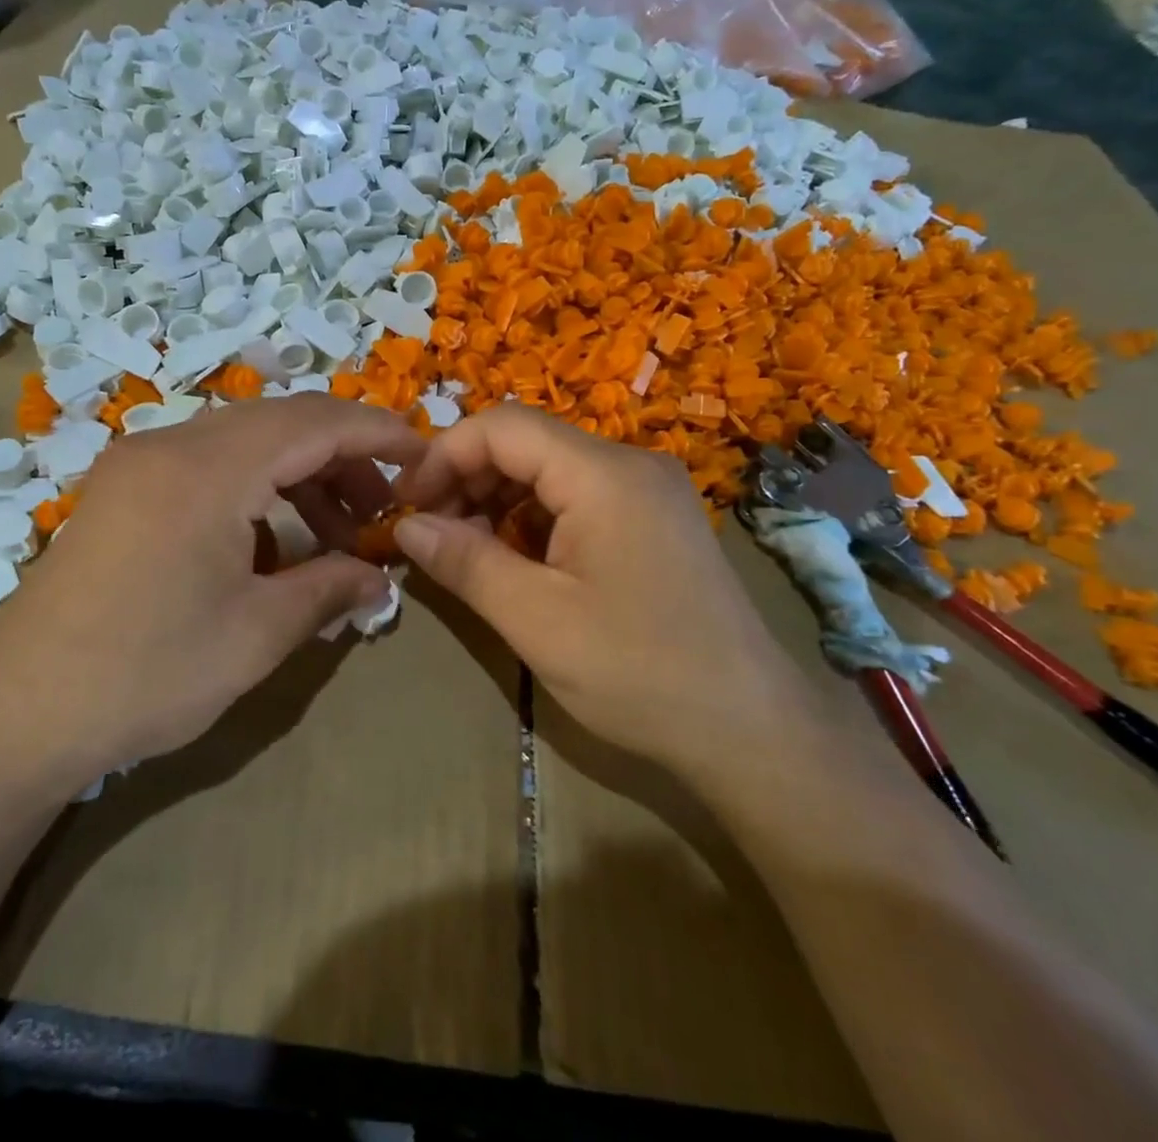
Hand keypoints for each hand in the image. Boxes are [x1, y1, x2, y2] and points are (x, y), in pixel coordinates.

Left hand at [0, 395, 426, 800]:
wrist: (20, 714)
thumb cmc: (148, 674)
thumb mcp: (257, 634)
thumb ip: (329, 589)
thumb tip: (381, 577)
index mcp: (207, 469)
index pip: (313, 422)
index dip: (376, 432)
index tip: (422, 455)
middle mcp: (170, 444)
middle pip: (280, 422)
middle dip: (342, 457)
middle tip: (383, 508)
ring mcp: (138, 463)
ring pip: (243, 442)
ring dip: (299, 475)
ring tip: (337, 533)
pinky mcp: (122, 488)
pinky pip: (208, 464)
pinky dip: (255, 488)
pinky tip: (273, 541)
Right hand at [393, 404, 809, 772]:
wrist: (752, 731)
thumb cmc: (639, 673)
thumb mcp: (536, 621)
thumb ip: (465, 562)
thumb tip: (405, 525)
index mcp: (604, 475)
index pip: (503, 427)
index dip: (443, 455)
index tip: (406, 504)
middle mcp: (629, 464)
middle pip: (526, 442)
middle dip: (466, 477)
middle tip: (429, 531)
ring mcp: (646, 491)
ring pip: (549, 469)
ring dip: (496, 499)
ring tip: (464, 549)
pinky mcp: (653, 520)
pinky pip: (576, 497)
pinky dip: (532, 518)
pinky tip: (513, 559)